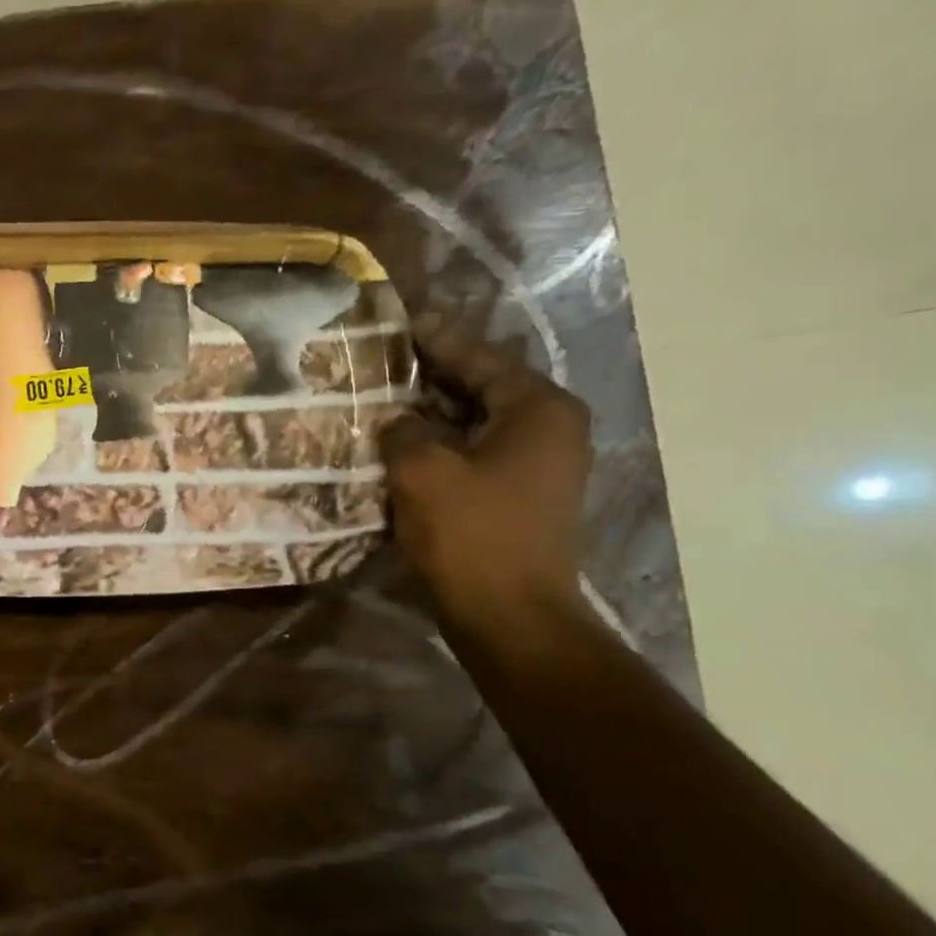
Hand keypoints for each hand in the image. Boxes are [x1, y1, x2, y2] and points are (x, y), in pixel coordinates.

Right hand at [380, 315, 591, 632]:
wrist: (509, 613)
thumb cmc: (472, 534)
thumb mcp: (423, 471)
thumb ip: (404, 431)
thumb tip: (396, 419)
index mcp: (539, 410)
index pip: (482, 359)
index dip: (438, 340)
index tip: (403, 322)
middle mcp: (549, 429)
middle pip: (483, 387)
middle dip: (434, 376)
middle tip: (386, 361)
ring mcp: (538, 466)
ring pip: (477, 422)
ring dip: (434, 413)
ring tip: (386, 399)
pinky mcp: (519, 496)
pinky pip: (476, 453)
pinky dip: (442, 444)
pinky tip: (403, 445)